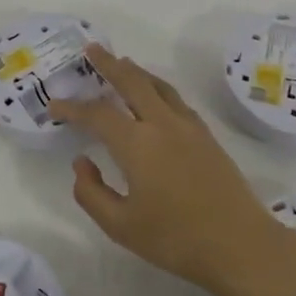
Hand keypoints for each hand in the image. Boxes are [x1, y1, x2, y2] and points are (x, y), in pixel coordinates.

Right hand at [49, 46, 295, 295]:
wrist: (241, 246)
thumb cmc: (175, 239)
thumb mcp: (120, 226)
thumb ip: (92, 192)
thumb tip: (81, 162)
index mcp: (137, 144)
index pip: (97, 114)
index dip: (72, 107)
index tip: (54, 105)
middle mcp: (162, 124)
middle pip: (132, 81)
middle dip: (109, 64)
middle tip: (92, 49)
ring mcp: (188, 127)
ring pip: (157, 85)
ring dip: (136, 71)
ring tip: (122, 64)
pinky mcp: (207, 136)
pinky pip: (175, 99)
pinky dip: (158, 87)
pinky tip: (155, 96)